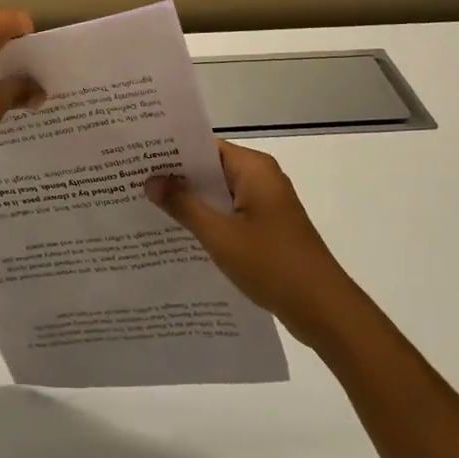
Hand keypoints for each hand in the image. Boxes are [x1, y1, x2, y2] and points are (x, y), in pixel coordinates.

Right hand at [146, 139, 349, 344]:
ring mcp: (265, 204)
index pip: (204, 146)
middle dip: (175, 176)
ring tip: (146, 204)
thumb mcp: (220, 235)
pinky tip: (177, 232)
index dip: (171, 150)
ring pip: (218, 193)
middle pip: (210, 168)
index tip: (137, 155)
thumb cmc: (273, 264)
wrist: (325, 311)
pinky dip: (207, 218)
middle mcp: (261, 178)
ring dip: (190, 200)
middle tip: (132, 179)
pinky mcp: (267, 228)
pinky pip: (229, 213)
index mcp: (253, 168)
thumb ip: (184, 205)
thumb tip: (150, 180)